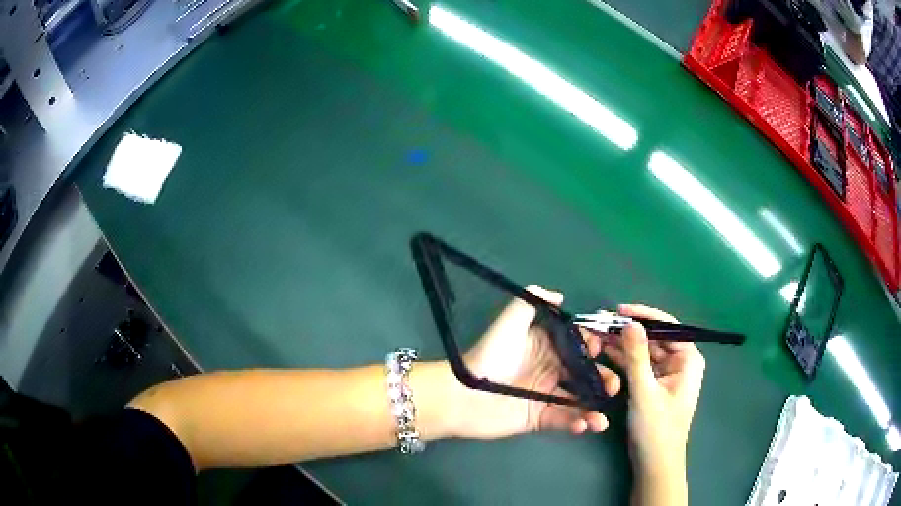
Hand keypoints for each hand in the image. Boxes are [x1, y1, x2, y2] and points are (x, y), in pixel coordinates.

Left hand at [450, 285, 620, 439]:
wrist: (464, 395)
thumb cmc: (490, 356)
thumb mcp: (509, 321)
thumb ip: (532, 301)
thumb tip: (560, 296)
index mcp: (545, 347)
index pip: (577, 345)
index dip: (592, 347)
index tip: (601, 350)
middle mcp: (549, 370)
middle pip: (584, 373)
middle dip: (602, 378)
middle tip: (613, 386)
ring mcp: (545, 396)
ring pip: (579, 399)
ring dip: (595, 406)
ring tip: (603, 414)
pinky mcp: (538, 418)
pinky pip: (564, 419)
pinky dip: (578, 422)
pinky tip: (587, 424)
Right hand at [598, 304, 703, 503]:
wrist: (655, 463)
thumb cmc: (656, 428)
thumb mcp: (645, 391)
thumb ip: (637, 356)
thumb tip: (629, 322)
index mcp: (688, 359)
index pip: (667, 327)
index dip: (643, 316)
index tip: (618, 311)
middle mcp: (680, 362)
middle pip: (654, 338)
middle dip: (629, 331)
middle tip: (602, 323)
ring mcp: (667, 374)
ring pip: (645, 351)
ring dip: (624, 345)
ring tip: (599, 335)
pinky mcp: (655, 385)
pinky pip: (640, 366)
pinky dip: (625, 360)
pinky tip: (606, 353)